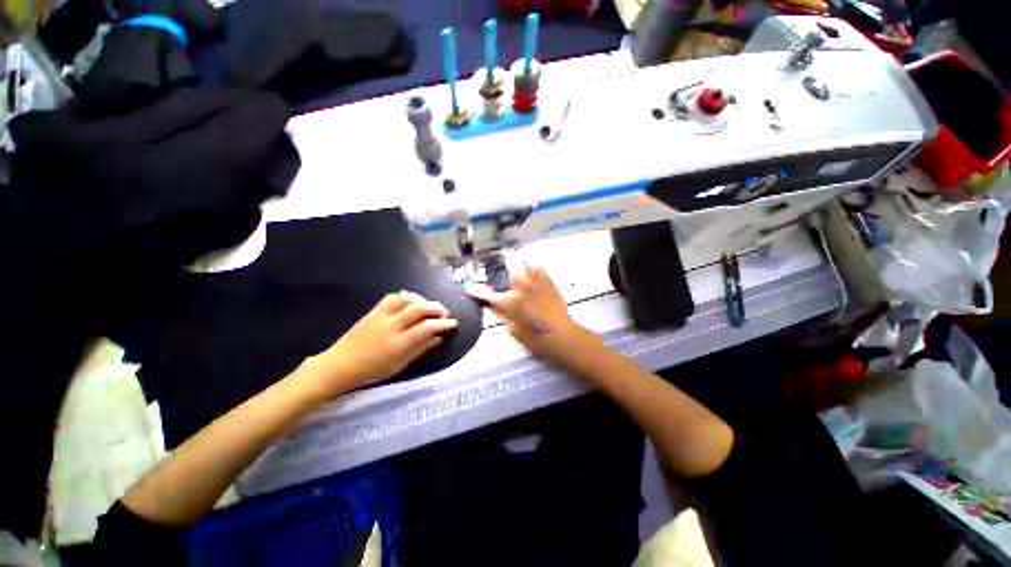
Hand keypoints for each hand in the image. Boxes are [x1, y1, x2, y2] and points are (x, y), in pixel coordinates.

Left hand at [305, 292, 457, 398]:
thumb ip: (420, 349)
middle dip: (436, 308)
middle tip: (444, 313)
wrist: (339, 365)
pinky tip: (412, 301)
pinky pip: (393, 297)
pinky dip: (406, 296)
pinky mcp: (374, 311)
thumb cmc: (372, 370)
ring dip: (422, 300)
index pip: (426, 328)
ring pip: (406, 299)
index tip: (453, 323)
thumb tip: (438, 338)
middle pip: (418, 308)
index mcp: (398, 344)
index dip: (443, 324)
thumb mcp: (399, 365)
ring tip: (429, 307)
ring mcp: (381, 316)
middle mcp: (391, 326)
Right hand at [467, 266, 597, 370]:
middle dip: (505, 274)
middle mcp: (522, 288)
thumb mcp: (514, 330)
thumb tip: (497, 306)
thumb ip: (504, 315)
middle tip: (505, 278)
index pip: (489, 296)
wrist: (562, 336)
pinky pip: (540, 270)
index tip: (468, 288)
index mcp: (511, 303)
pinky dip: (535, 270)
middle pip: (510, 273)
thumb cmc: (536, 338)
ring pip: (526, 267)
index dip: (477, 293)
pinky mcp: (549, 284)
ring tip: (520, 271)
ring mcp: (537, 284)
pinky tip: (534, 271)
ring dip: (520, 268)